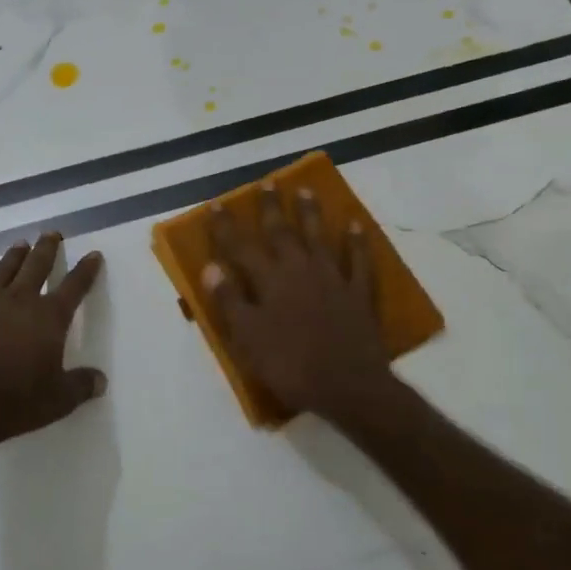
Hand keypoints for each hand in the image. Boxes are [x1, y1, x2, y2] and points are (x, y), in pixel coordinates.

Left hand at [0, 232, 105, 454]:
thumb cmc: (17, 401)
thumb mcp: (59, 400)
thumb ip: (81, 385)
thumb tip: (101, 381)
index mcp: (49, 317)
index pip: (74, 285)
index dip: (86, 270)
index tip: (93, 254)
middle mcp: (20, 300)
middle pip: (37, 264)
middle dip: (47, 248)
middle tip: (52, 233)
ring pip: (4, 269)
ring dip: (14, 256)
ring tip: (20, 245)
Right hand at [204, 183, 397, 425]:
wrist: (348, 386)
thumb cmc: (290, 365)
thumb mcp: (247, 338)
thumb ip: (229, 300)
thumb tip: (210, 266)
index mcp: (269, 281)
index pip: (241, 247)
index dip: (226, 226)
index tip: (217, 204)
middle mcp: (299, 270)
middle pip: (282, 232)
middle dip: (271, 207)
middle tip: (267, 183)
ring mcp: (333, 279)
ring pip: (319, 237)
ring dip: (311, 214)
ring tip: (305, 191)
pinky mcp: (359, 293)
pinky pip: (360, 261)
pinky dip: (358, 242)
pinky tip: (356, 226)